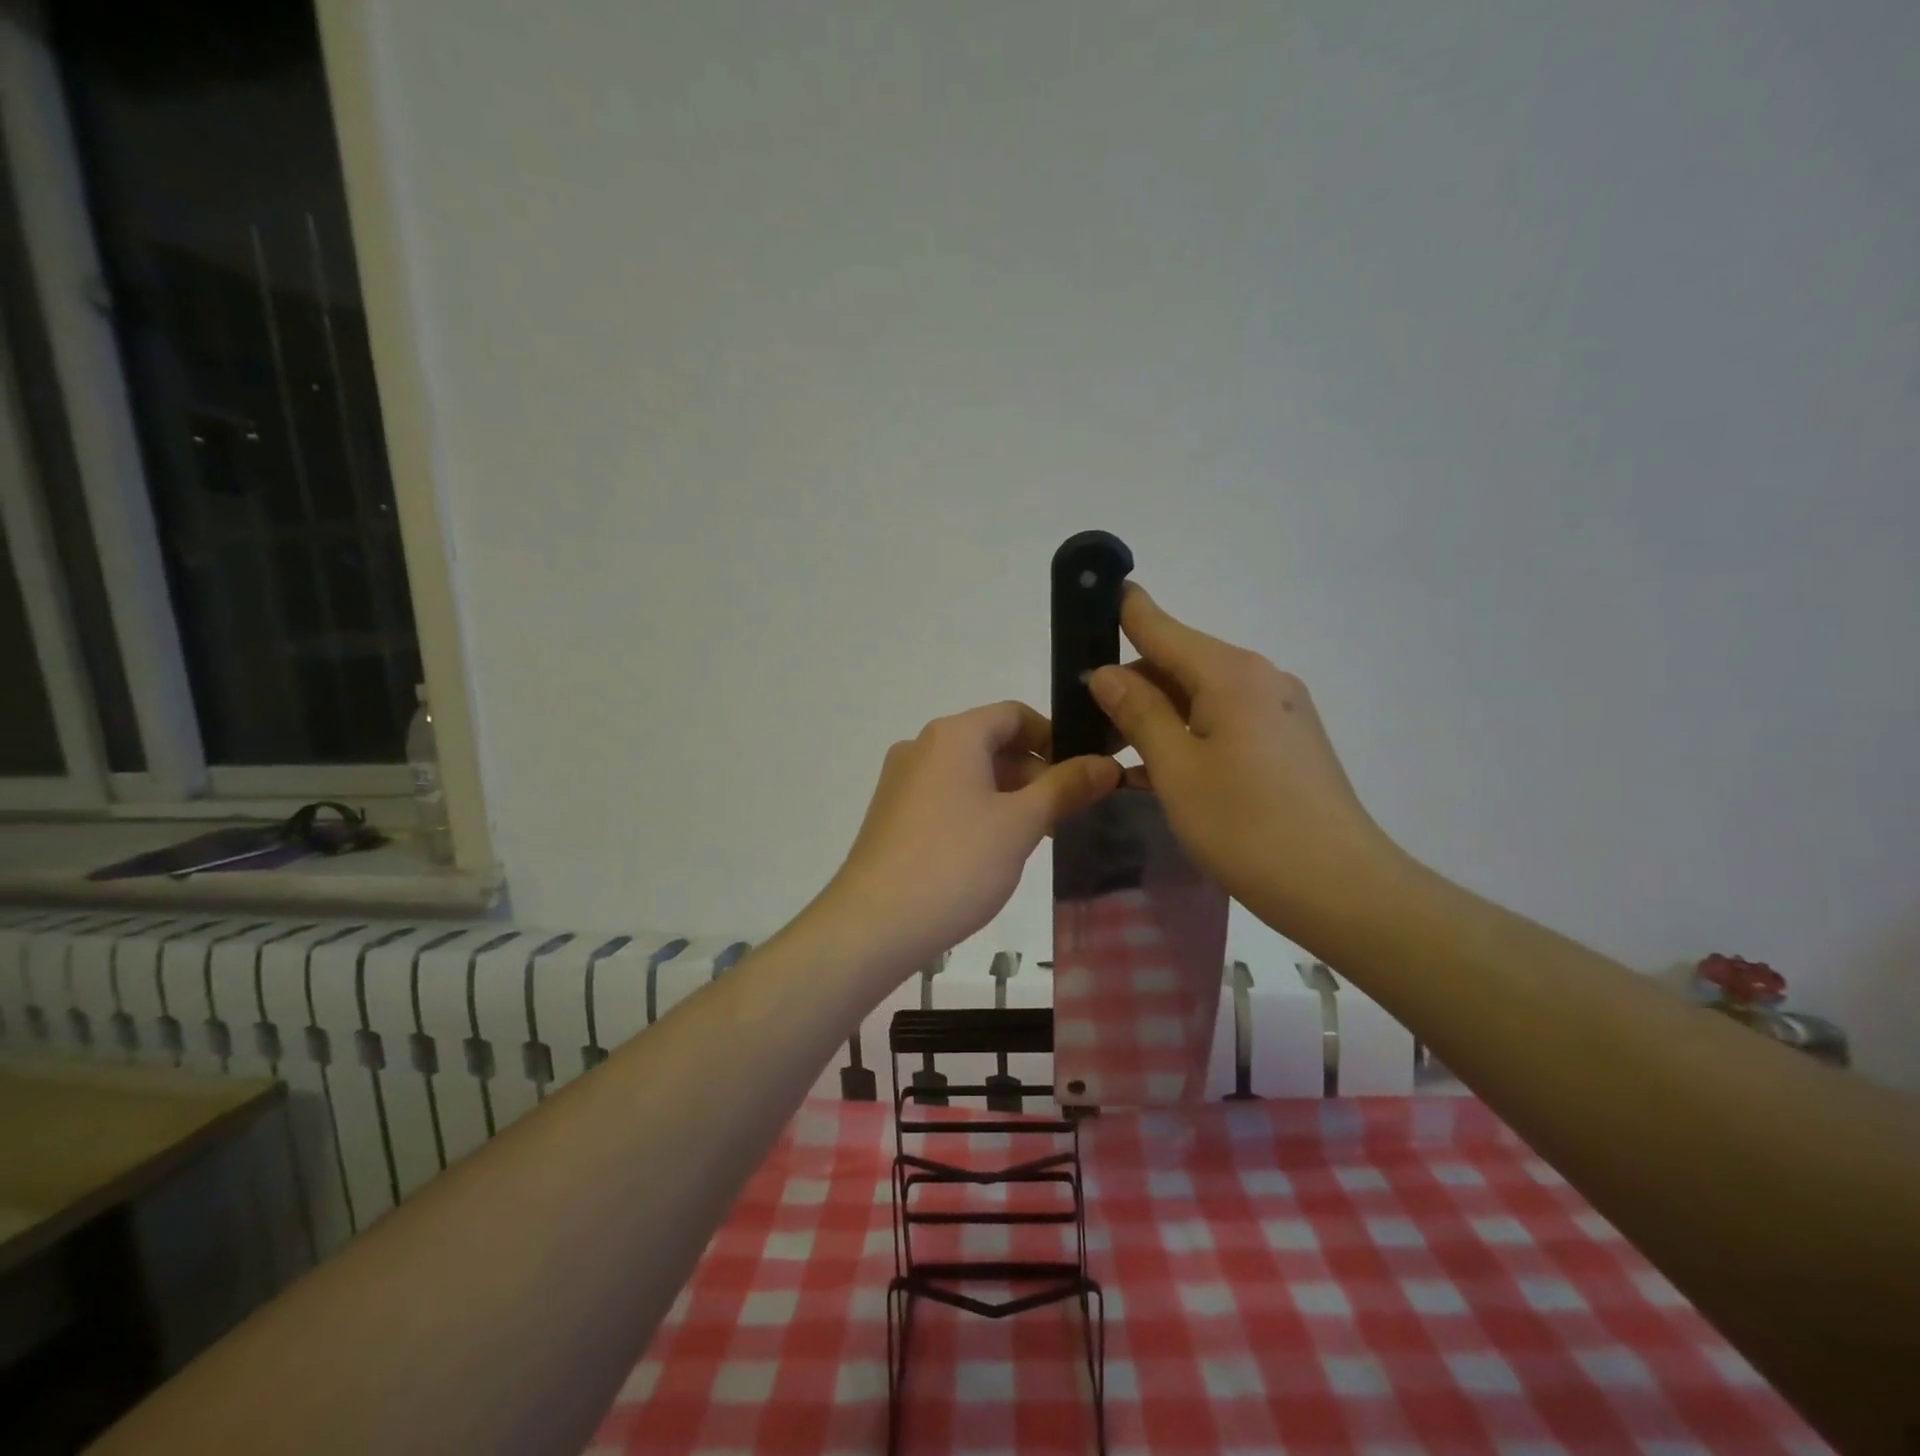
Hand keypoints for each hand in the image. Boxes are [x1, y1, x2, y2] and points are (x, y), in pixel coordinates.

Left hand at [819, 701, 1121, 974]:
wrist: (873, 924)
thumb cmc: (955, 864)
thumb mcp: (1020, 824)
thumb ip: (1065, 788)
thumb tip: (1106, 764)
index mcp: (953, 735)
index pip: (1014, 714)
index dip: (1054, 737)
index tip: (1083, 772)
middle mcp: (922, 747)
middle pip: (990, 742)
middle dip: (1034, 771)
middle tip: (1068, 812)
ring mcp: (901, 781)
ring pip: (969, 773)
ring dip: (1008, 794)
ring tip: (1038, 836)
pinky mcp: (891, 814)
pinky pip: (945, 796)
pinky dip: (978, 810)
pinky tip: (994, 850)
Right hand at [1088, 585, 1398, 930]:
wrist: (1340, 888)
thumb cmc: (1246, 825)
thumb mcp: (1177, 769)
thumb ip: (1138, 713)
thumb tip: (1105, 673)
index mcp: (1231, 674)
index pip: (1162, 627)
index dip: (1125, 611)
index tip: (1093, 596)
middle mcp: (1261, 679)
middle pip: (1181, 663)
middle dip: (1133, 683)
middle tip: (1086, 718)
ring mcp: (1281, 711)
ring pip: (1202, 697)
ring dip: (1159, 715)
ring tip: (1116, 753)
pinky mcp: (1290, 743)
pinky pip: (1226, 723)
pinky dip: (1190, 736)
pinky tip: (1161, 771)